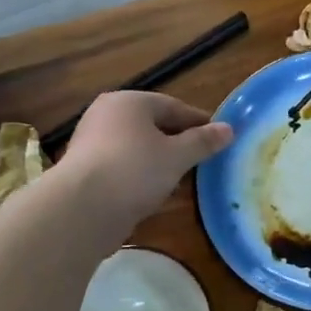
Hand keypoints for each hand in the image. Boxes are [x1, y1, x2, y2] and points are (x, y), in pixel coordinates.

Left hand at [61, 91, 232, 230]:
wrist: (81, 208)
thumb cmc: (135, 170)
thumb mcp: (178, 156)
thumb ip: (203, 142)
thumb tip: (229, 129)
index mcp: (129, 102)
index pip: (173, 106)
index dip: (200, 122)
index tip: (221, 138)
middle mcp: (107, 115)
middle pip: (153, 126)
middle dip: (179, 142)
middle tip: (204, 159)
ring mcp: (92, 143)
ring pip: (138, 148)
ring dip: (161, 161)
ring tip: (185, 179)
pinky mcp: (86, 170)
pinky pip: (124, 167)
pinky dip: (142, 176)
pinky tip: (157, 193)